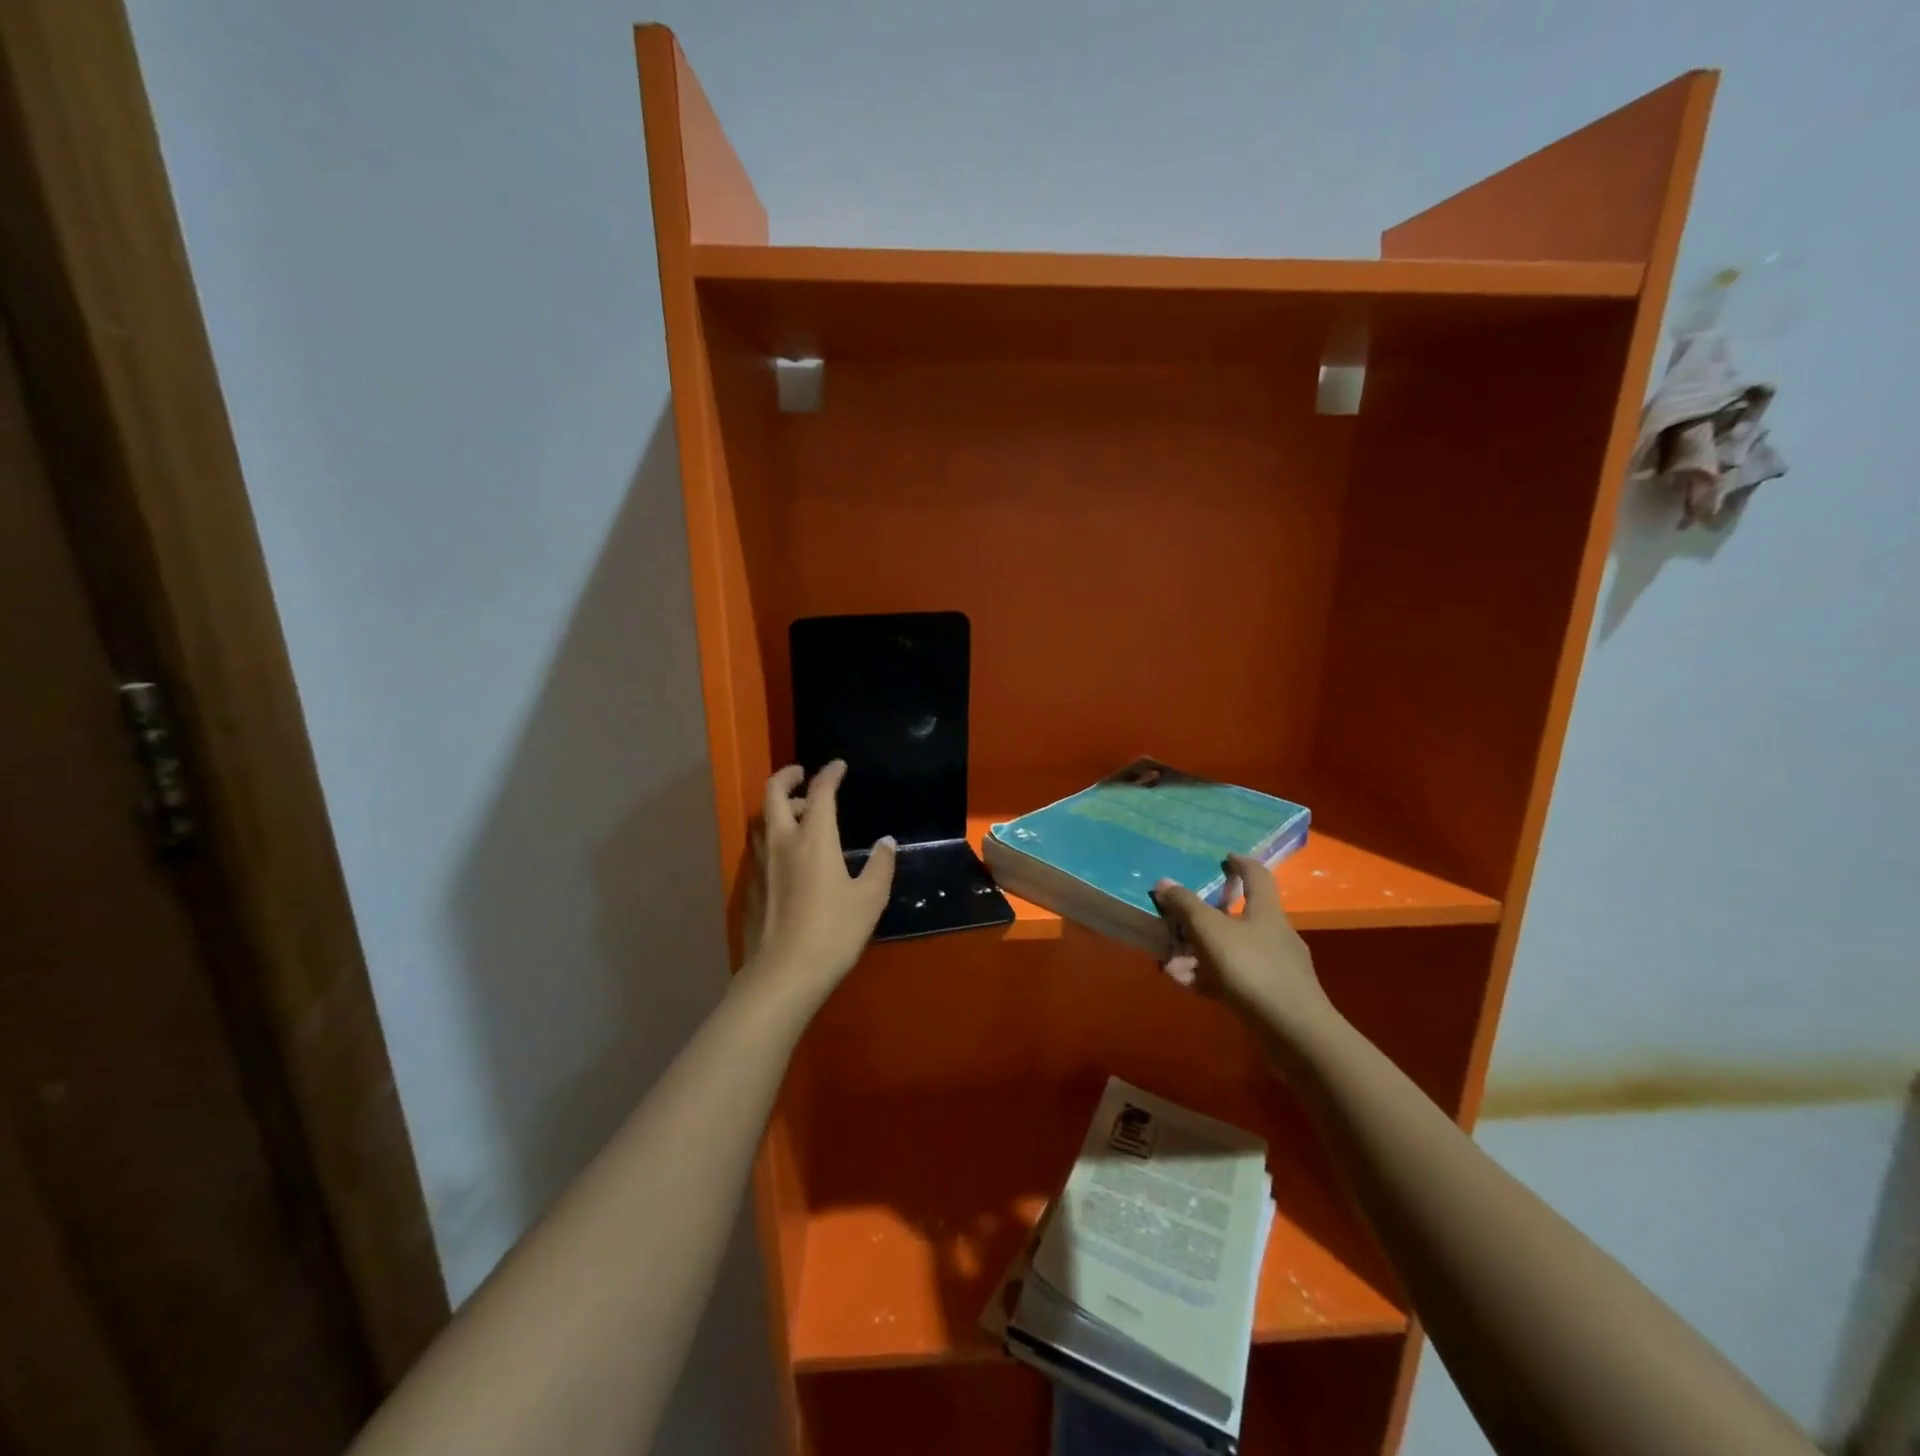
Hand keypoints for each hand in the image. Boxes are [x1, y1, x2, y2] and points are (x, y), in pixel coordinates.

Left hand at [741, 761, 894, 1010]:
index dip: (830, 774)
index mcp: (814, 838)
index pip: (820, 792)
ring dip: (777, 807)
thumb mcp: (870, 898)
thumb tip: (885, 843)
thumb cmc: (834, 931)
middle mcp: (782, 841)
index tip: (838, 766)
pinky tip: (786, 856)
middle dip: (787, 776)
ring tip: (797, 814)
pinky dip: (772, 836)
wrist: (784, 974)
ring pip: (762, 820)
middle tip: (802, 774)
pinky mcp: (750, 886)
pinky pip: (759, 847)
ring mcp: (761, 864)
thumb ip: (880, 865)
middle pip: (774, 794)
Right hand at [1151, 855, 1331, 1032]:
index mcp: (1266, 912)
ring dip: (1198, 952)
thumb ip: (1186, 906)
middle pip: (1237, 916)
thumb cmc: (1254, 969)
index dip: (1241, 864)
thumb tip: (1164, 882)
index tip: (1225, 858)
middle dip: (1204, 917)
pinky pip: (1231, 978)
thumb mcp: (1212, 932)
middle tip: (1177, 918)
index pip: (1257, 876)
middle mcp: (1272, 935)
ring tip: (1169, 961)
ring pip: (1229, 950)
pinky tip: (1183, 984)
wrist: (1295, 1033)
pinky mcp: (1267, 997)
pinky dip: (1207, 978)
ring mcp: (1273, 968)